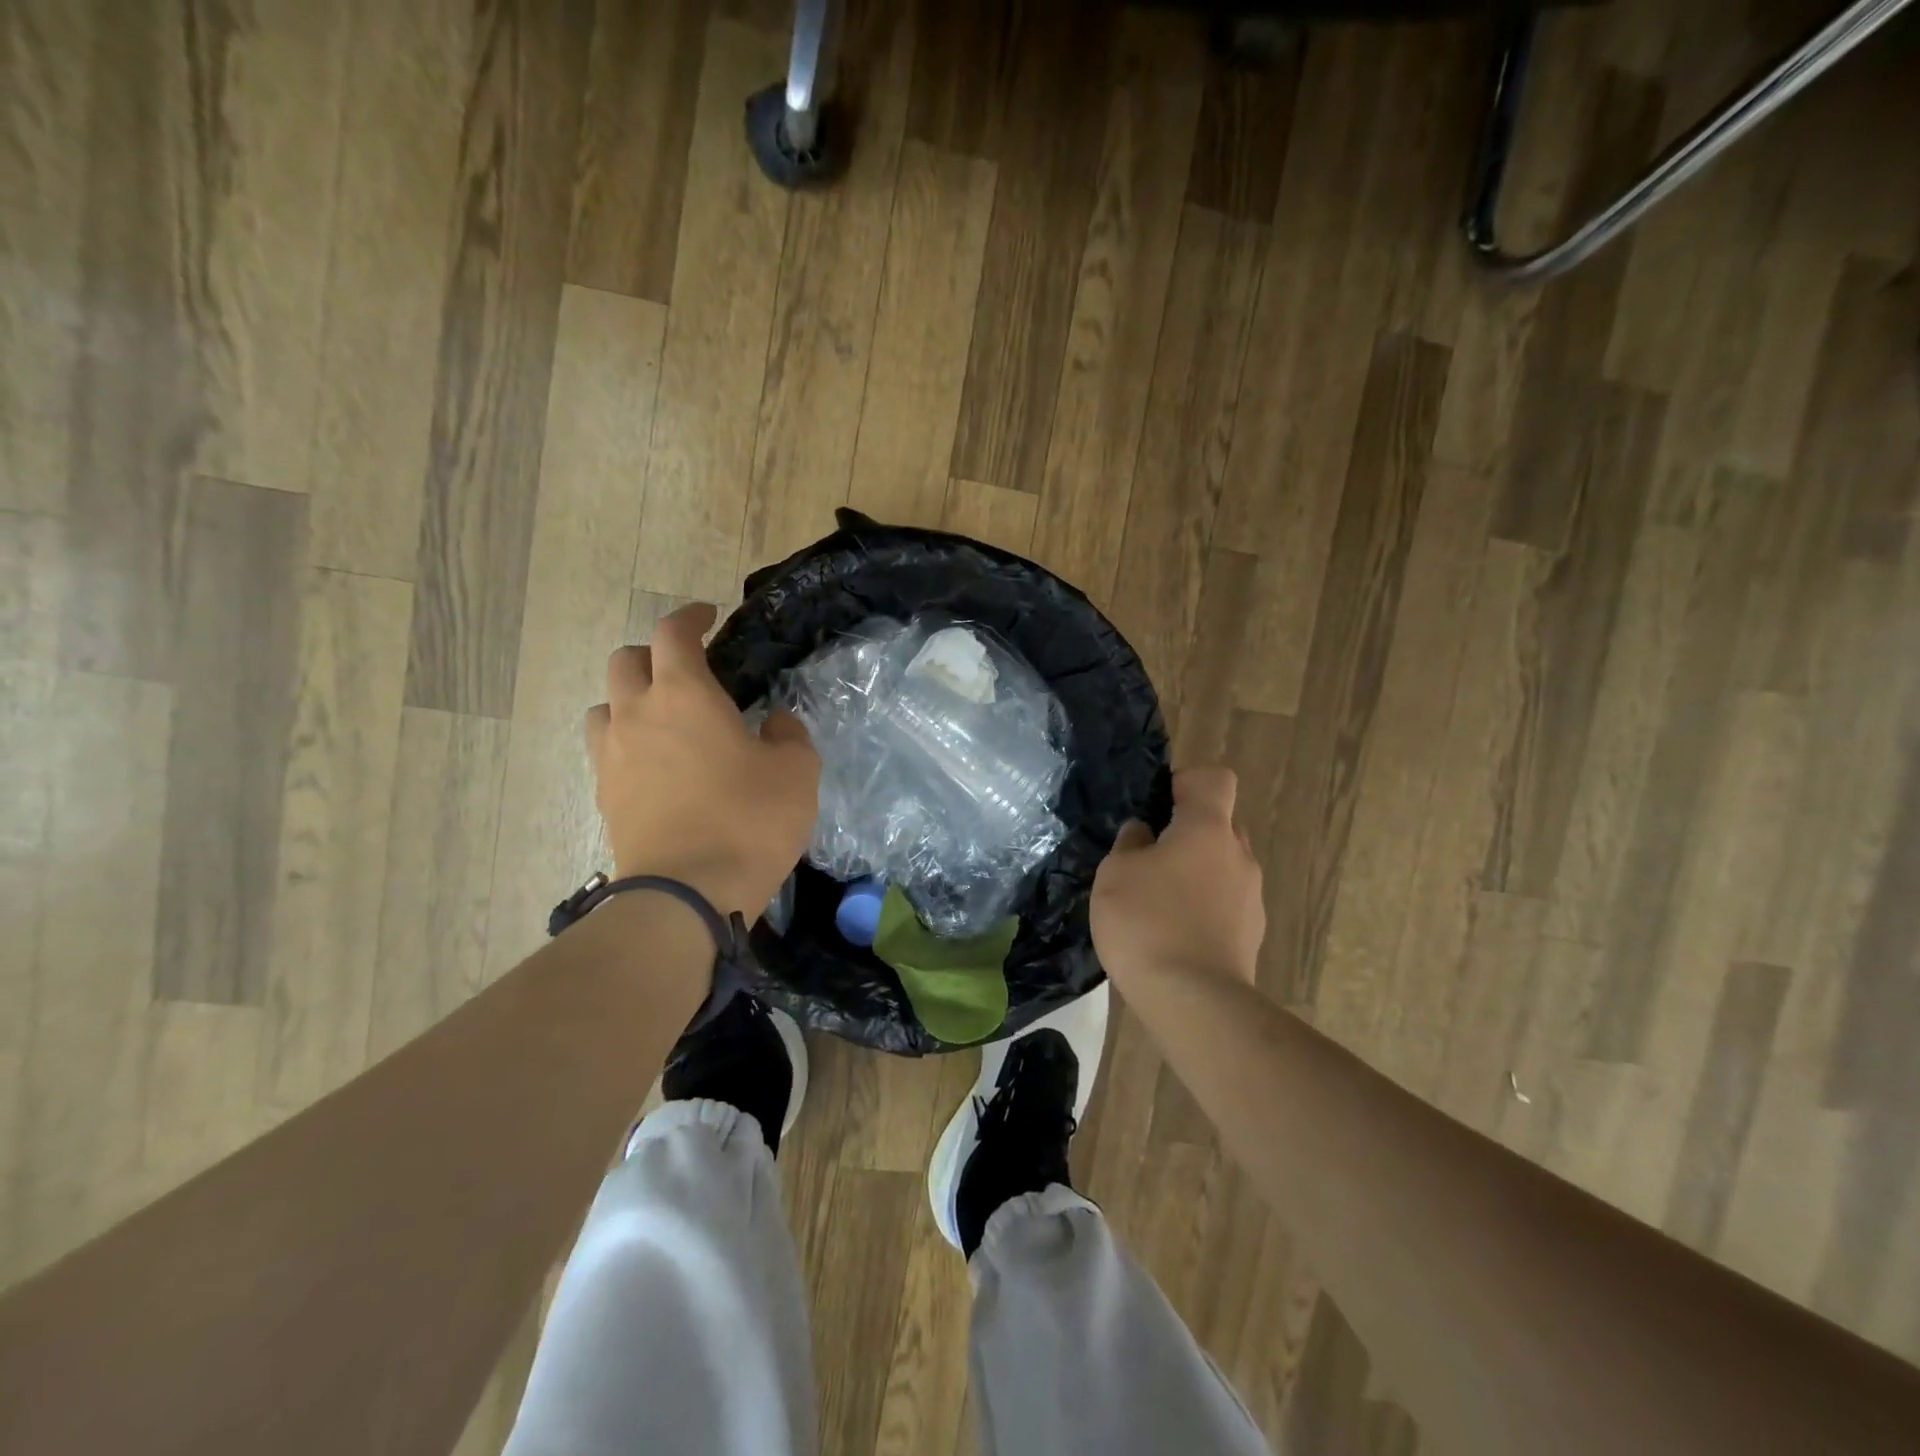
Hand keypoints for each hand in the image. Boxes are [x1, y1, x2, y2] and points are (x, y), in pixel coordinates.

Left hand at [586, 603, 819, 919]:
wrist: (686, 895)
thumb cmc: (748, 821)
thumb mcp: (797, 772)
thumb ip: (788, 735)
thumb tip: (771, 723)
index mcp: (684, 694)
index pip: (673, 633)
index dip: (690, 616)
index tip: (708, 616)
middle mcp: (637, 714)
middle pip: (625, 661)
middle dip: (654, 655)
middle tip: (685, 671)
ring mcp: (613, 756)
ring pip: (605, 705)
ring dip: (629, 699)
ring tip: (662, 719)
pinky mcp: (604, 795)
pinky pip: (606, 750)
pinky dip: (626, 743)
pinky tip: (655, 766)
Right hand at [1091, 767, 1264, 987]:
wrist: (1193, 1001)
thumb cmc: (1147, 922)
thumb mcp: (1115, 874)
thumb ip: (1129, 843)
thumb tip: (1143, 833)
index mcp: (1208, 829)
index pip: (1215, 780)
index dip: (1187, 783)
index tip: (1159, 807)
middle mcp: (1239, 855)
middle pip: (1219, 824)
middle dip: (1188, 833)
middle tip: (1149, 858)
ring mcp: (1251, 897)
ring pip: (1223, 866)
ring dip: (1196, 874)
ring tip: (1158, 904)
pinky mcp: (1252, 934)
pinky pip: (1226, 903)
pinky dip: (1204, 908)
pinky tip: (1174, 935)